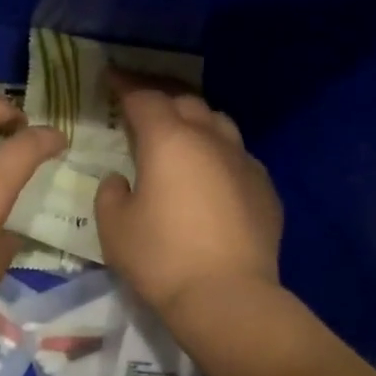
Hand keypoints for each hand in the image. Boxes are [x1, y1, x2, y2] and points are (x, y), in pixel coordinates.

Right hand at [95, 71, 282, 321]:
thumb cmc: (161, 258)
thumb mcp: (114, 227)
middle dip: (161, 100)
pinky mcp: (265, 188)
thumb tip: (122, 178)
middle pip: (185, 103)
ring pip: (219, 124)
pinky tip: (211, 177)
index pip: (144, 98)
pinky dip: (218, 155)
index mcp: (169, 141)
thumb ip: (111, 192)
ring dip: (195, 122)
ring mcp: (244, 162)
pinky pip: (238, 157)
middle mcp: (210, 140)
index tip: (111, 78)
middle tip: (141, 108)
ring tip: (179, 136)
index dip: (125, 86)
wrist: (228, 297)